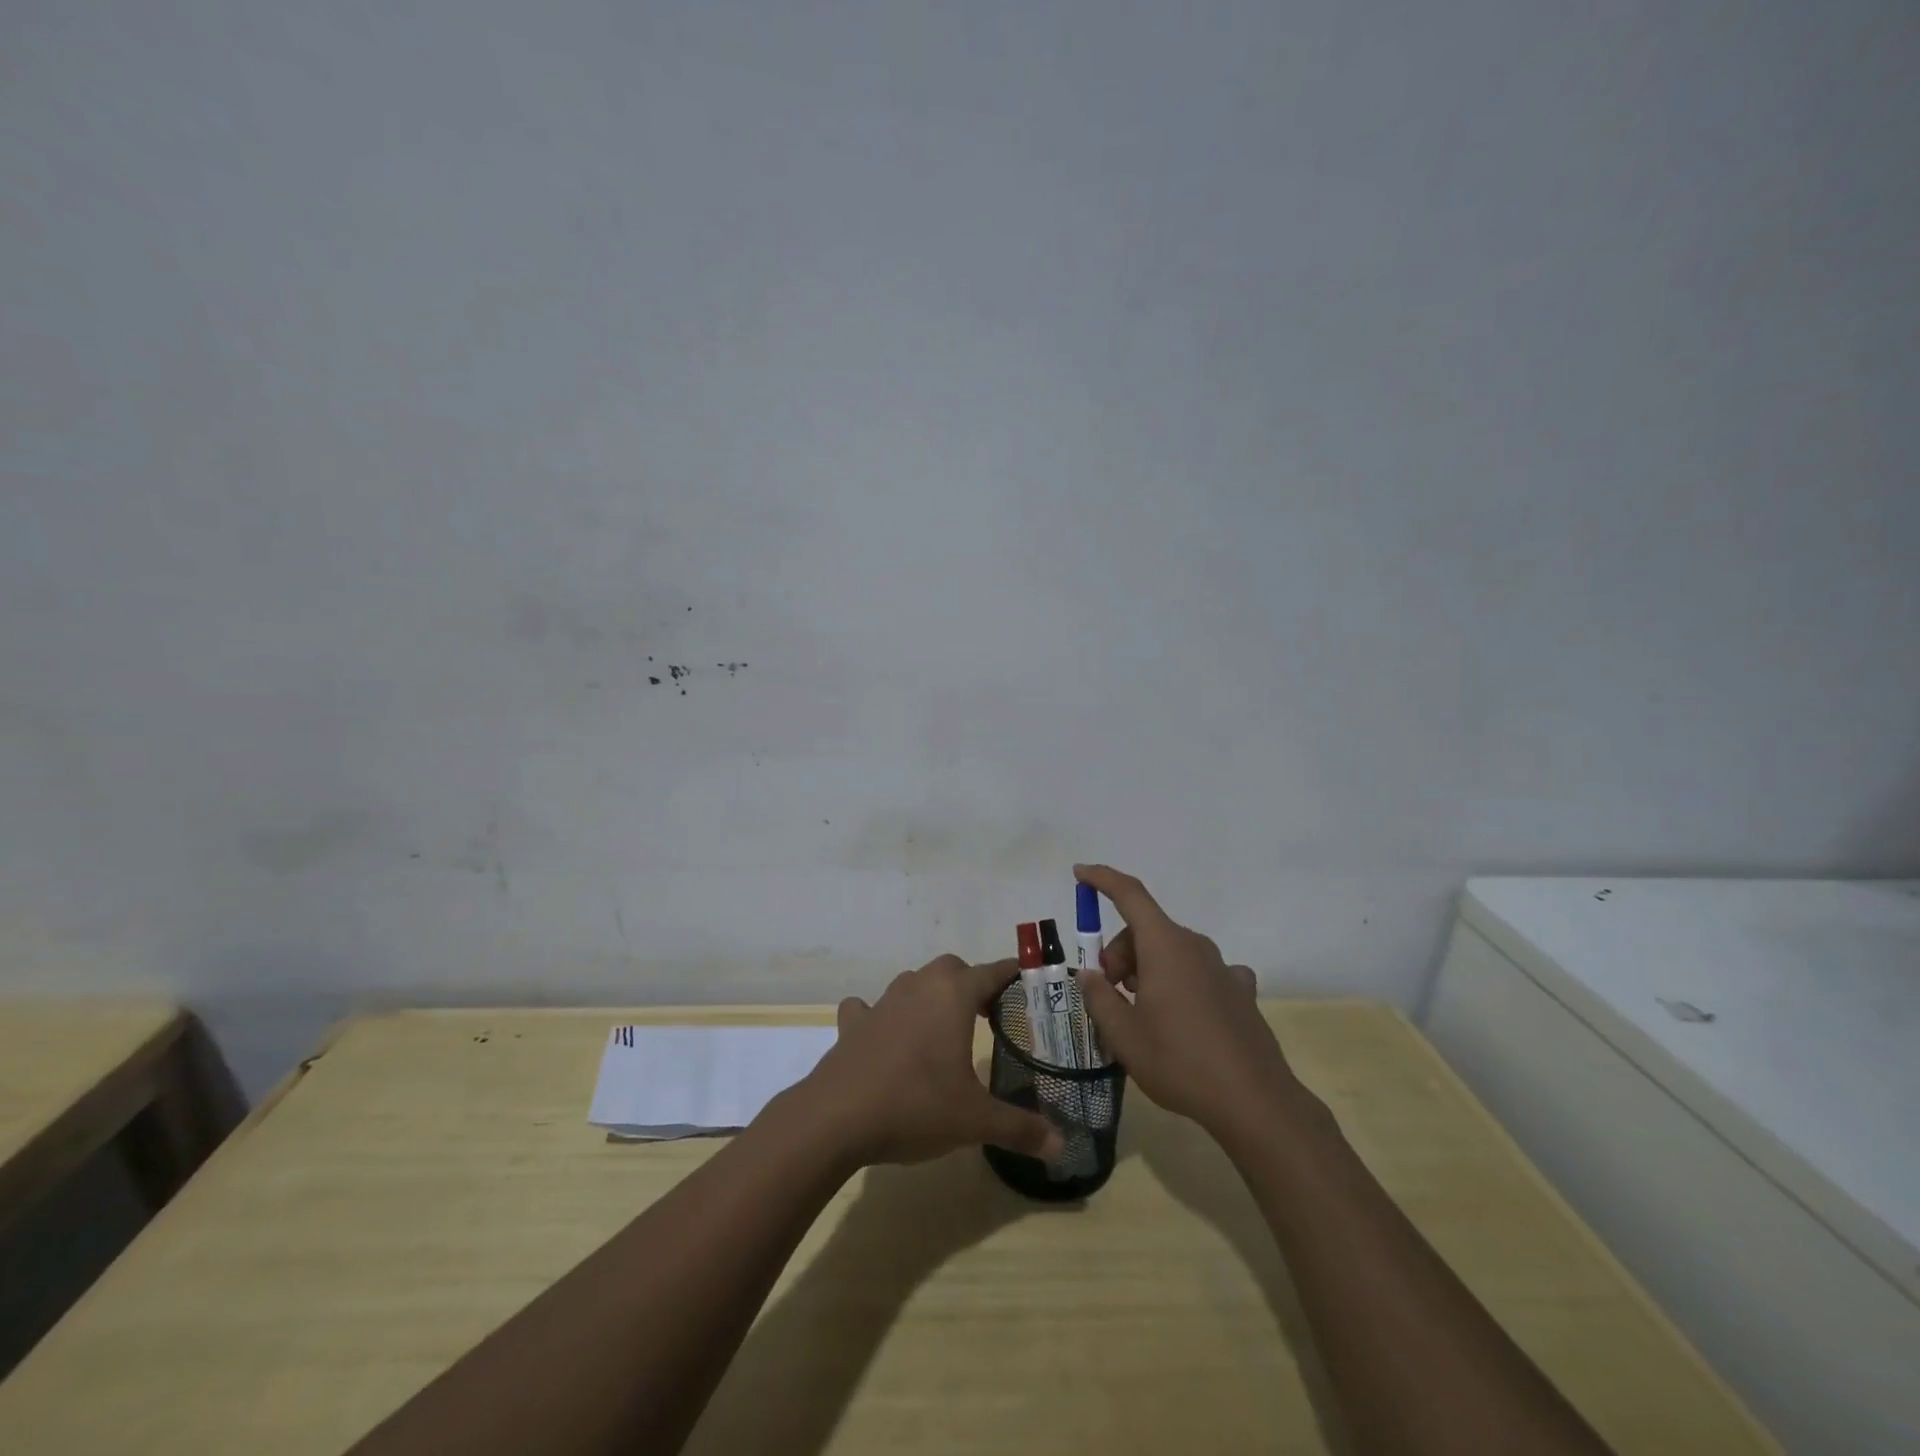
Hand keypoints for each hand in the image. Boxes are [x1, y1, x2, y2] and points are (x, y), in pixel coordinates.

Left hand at [794, 955, 1063, 1167]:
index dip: (1012, 975)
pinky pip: (869, 1008)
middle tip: (987, 1014)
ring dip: (930, 996)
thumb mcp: (974, 1121)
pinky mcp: (853, 1024)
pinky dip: (879, 1016)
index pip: (992, 972)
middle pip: (952, 969)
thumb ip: (1019, 1128)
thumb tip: (1060, 1146)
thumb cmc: (916, 1105)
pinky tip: (882, 1036)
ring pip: (913, 982)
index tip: (1028, 981)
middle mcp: (919, 987)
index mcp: (953, 996)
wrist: (837, 1117)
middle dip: (972, 984)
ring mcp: (882, 1002)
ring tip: (941, 1027)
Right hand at [1072, 864, 1297, 1135]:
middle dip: (1120, 952)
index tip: (1080, 873)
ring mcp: (1223, 968)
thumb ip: (1100, 998)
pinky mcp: (1241, 991)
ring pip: (1172, 950)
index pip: (1129, 895)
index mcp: (1165, 946)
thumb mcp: (1124, 1036)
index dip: (1102, 880)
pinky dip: (1181, 981)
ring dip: (1148, 968)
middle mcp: (1195, 946)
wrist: (1255, 1102)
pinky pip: (1201, 971)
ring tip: (1142, 1012)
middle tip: (1111, 991)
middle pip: (1147, 929)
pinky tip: (1183, 1015)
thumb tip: (1090, 975)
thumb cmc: (1180, 1062)